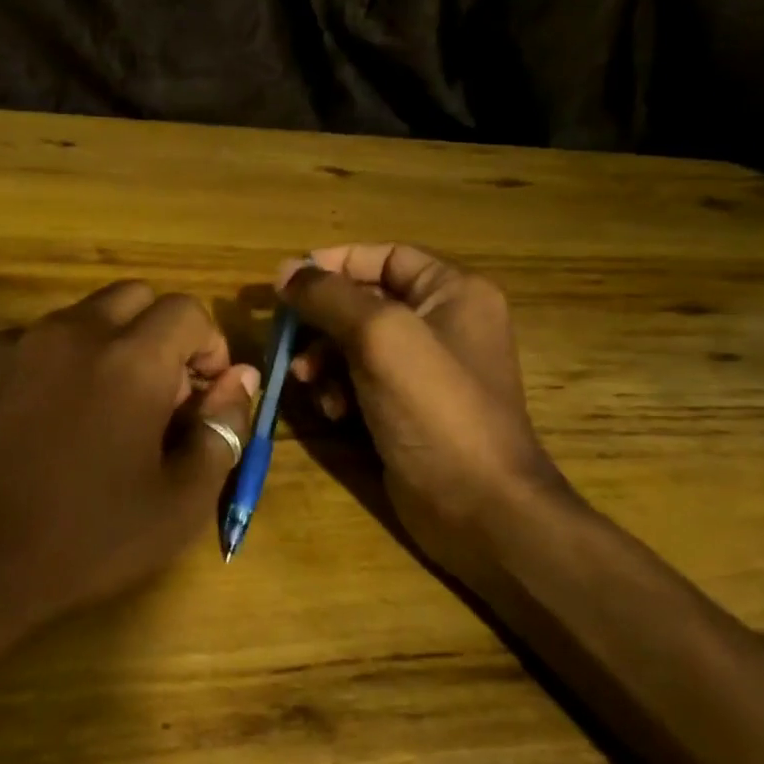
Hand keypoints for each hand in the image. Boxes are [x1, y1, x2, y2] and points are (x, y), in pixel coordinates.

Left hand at [0, 281, 257, 630]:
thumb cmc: (86, 541)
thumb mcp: (179, 503)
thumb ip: (222, 429)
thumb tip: (241, 380)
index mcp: (130, 360)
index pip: (187, 310)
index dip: (207, 347)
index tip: (201, 393)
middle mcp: (69, 333)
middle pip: (131, 298)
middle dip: (155, 334)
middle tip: (152, 397)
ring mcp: (9, 346)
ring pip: (73, 322)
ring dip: (97, 352)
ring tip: (87, 418)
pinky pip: (21, 350)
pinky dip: (42, 373)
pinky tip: (30, 431)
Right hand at [279, 244, 567, 579]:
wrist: (477, 506)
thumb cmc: (435, 409)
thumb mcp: (380, 337)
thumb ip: (330, 297)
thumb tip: (285, 271)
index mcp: (453, 293)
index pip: (385, 257)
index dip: (334, 263)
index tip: (286, 282)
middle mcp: (444, 325)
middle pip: (365, 303)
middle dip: (321, 322)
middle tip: (287, 342)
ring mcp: (426, 372)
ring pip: (356, 346)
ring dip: (324, 360)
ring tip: (307, 382)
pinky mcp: (408, 411)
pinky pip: (361, 383)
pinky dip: (339, 391)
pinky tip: (332, 412)